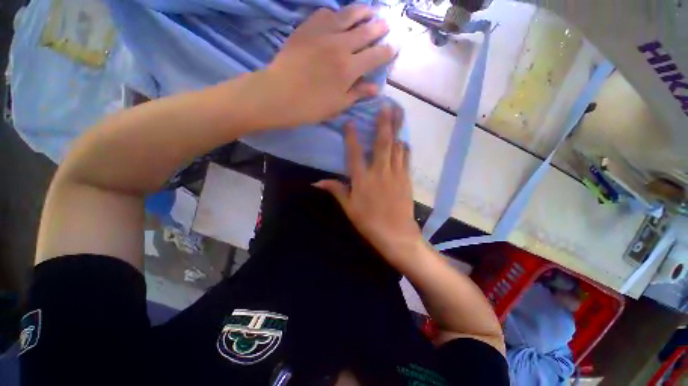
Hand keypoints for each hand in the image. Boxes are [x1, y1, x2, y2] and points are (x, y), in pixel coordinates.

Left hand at [251, 5, 395, 127]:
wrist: (279, 94)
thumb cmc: (311, 106)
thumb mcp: (338, 105)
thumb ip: (357, 93)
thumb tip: (376, 88)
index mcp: (350, 69)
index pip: (375, 56)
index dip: (387, 51)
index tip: (393, 48)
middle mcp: (341, 46)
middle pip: (366, 31)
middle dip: (379, 28)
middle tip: (386, 25)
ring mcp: (323, 33)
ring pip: (348, 15)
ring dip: (362, 12)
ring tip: (370, 11)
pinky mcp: (307, 28)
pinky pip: (325, 13)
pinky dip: (336, 13)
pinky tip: (339, 15)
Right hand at [315, 106, 423, 266]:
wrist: (396, 234)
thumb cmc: (369, 222)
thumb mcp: (349, 208)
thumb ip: (336, 191)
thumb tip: (317, 182)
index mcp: (362, 179)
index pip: (355, 153)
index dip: (351, 137)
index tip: (350, 122)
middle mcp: (379, 172)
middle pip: (382, 143)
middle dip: (384, 122)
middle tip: (386, 104)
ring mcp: (395, 174)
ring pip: (397, 147)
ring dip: (397, 129)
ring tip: (399, 114)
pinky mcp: (406, 179)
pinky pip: (406, 158)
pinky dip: (404, 148)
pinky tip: (404, 140)